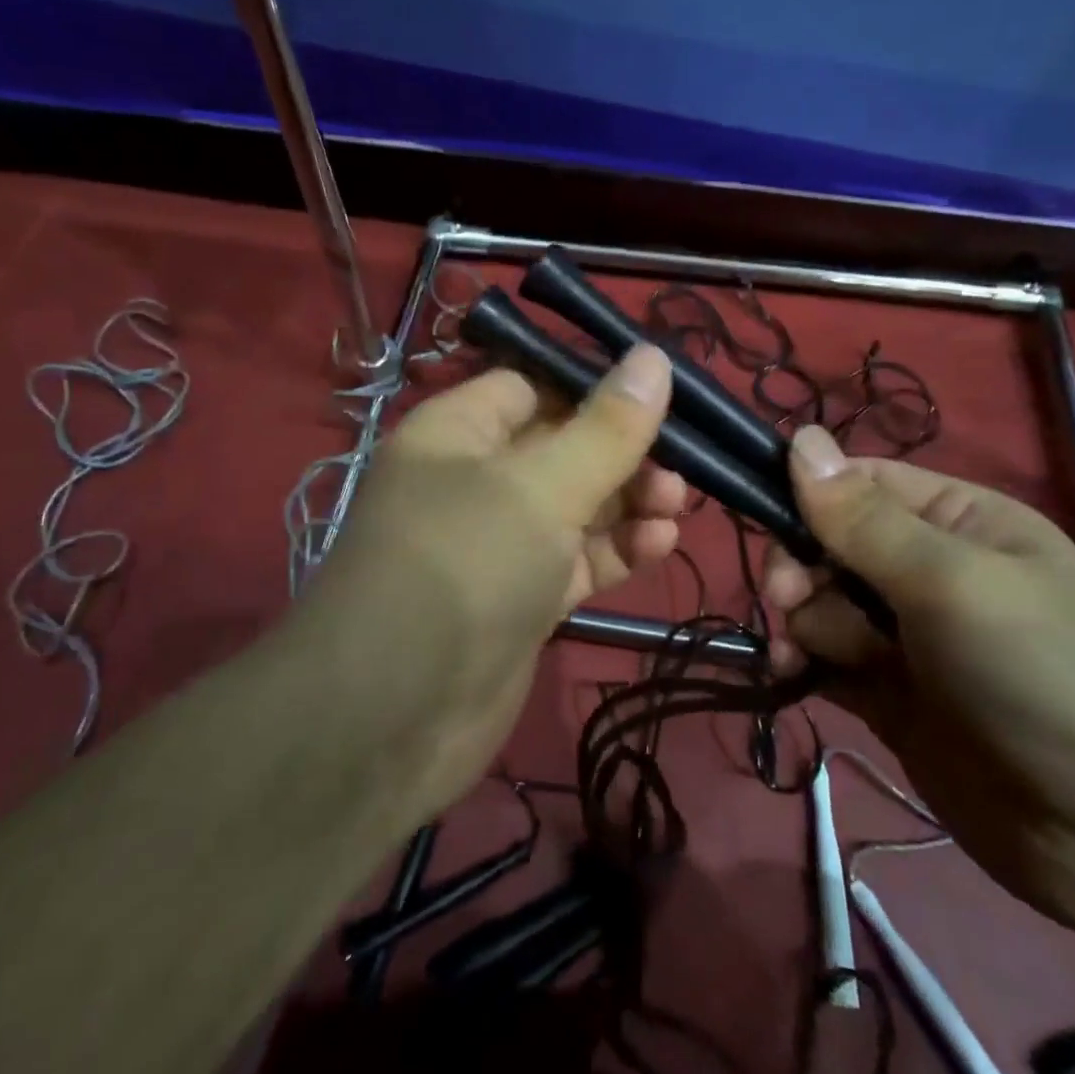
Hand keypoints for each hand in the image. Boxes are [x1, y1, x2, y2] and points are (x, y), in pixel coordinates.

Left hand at [302, 345, 685, 820]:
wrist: (393, 717)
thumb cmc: (465, 564)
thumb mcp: (542, 486)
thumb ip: (606, 427)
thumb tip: (653, 356)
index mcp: (460, 431)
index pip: (533, 384)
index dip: (595, 386)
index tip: (661, 395)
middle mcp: (475, 480)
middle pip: (563, 445)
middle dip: (623, 452)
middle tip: (680, 468)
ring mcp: (498, 543)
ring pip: (575, 506)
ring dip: (628, 502)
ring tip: (676, 506)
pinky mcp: (520, 598)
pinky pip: (576, 559)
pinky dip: (616, 550)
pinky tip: (659, 544)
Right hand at [765, 427, 1074, 931]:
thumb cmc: (1046, 676)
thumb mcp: (953, 583)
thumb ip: (864, 520)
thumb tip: (799, 436)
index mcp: (955, 520)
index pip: (857, 483)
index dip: (807, 496)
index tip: (772, 525)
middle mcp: (926, 569)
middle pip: (826, 543)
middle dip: (801, 569)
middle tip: (792, 600)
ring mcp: (905, 635)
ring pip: (818, 602)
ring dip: (800, 622)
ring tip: (804, 656)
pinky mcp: (888, 694)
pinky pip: (822, 658)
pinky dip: (799, 661)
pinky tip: (789, 675)